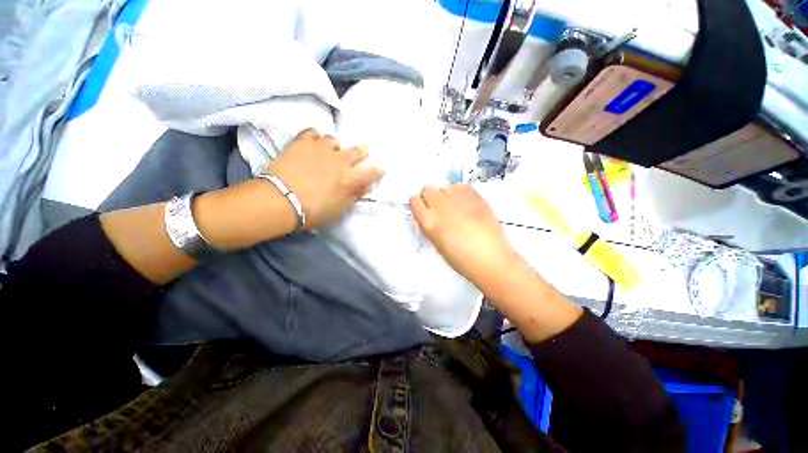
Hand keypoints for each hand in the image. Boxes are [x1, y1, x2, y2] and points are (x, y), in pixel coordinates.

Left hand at [267, 129, 383, 229]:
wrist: (280, 200)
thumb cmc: (313, 211)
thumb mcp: (339, 209)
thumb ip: (354, 195)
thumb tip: (366, 186)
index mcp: (350, 179)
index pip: (370, 173)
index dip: (378, 171)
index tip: (382, 168)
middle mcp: (339, 161)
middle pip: (356, 151)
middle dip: (362, 151)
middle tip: (365, 149)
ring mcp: (320, 149)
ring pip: (334, 140)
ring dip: (337, 146)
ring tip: (333, 149)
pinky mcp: (302, 143)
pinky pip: (312, 133)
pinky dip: (315, 137)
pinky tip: (313, 141)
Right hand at [410, 184, 520, 285]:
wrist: (490, 259)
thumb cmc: (460, 259)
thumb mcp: (437, 242)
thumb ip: (430, 224)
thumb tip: (429, 213)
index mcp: (428, 222)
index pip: (415, 201)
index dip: (419, 203)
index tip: (423, 208)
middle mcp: (440, 206)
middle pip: (427, 189)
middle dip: (430, 196)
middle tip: (439, 207)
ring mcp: (458, 199)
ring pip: (444, 186)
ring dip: (446, 194)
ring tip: (455, 206)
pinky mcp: (475, 196)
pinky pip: (461, 186)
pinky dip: (460, 192)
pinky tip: (465, 204)